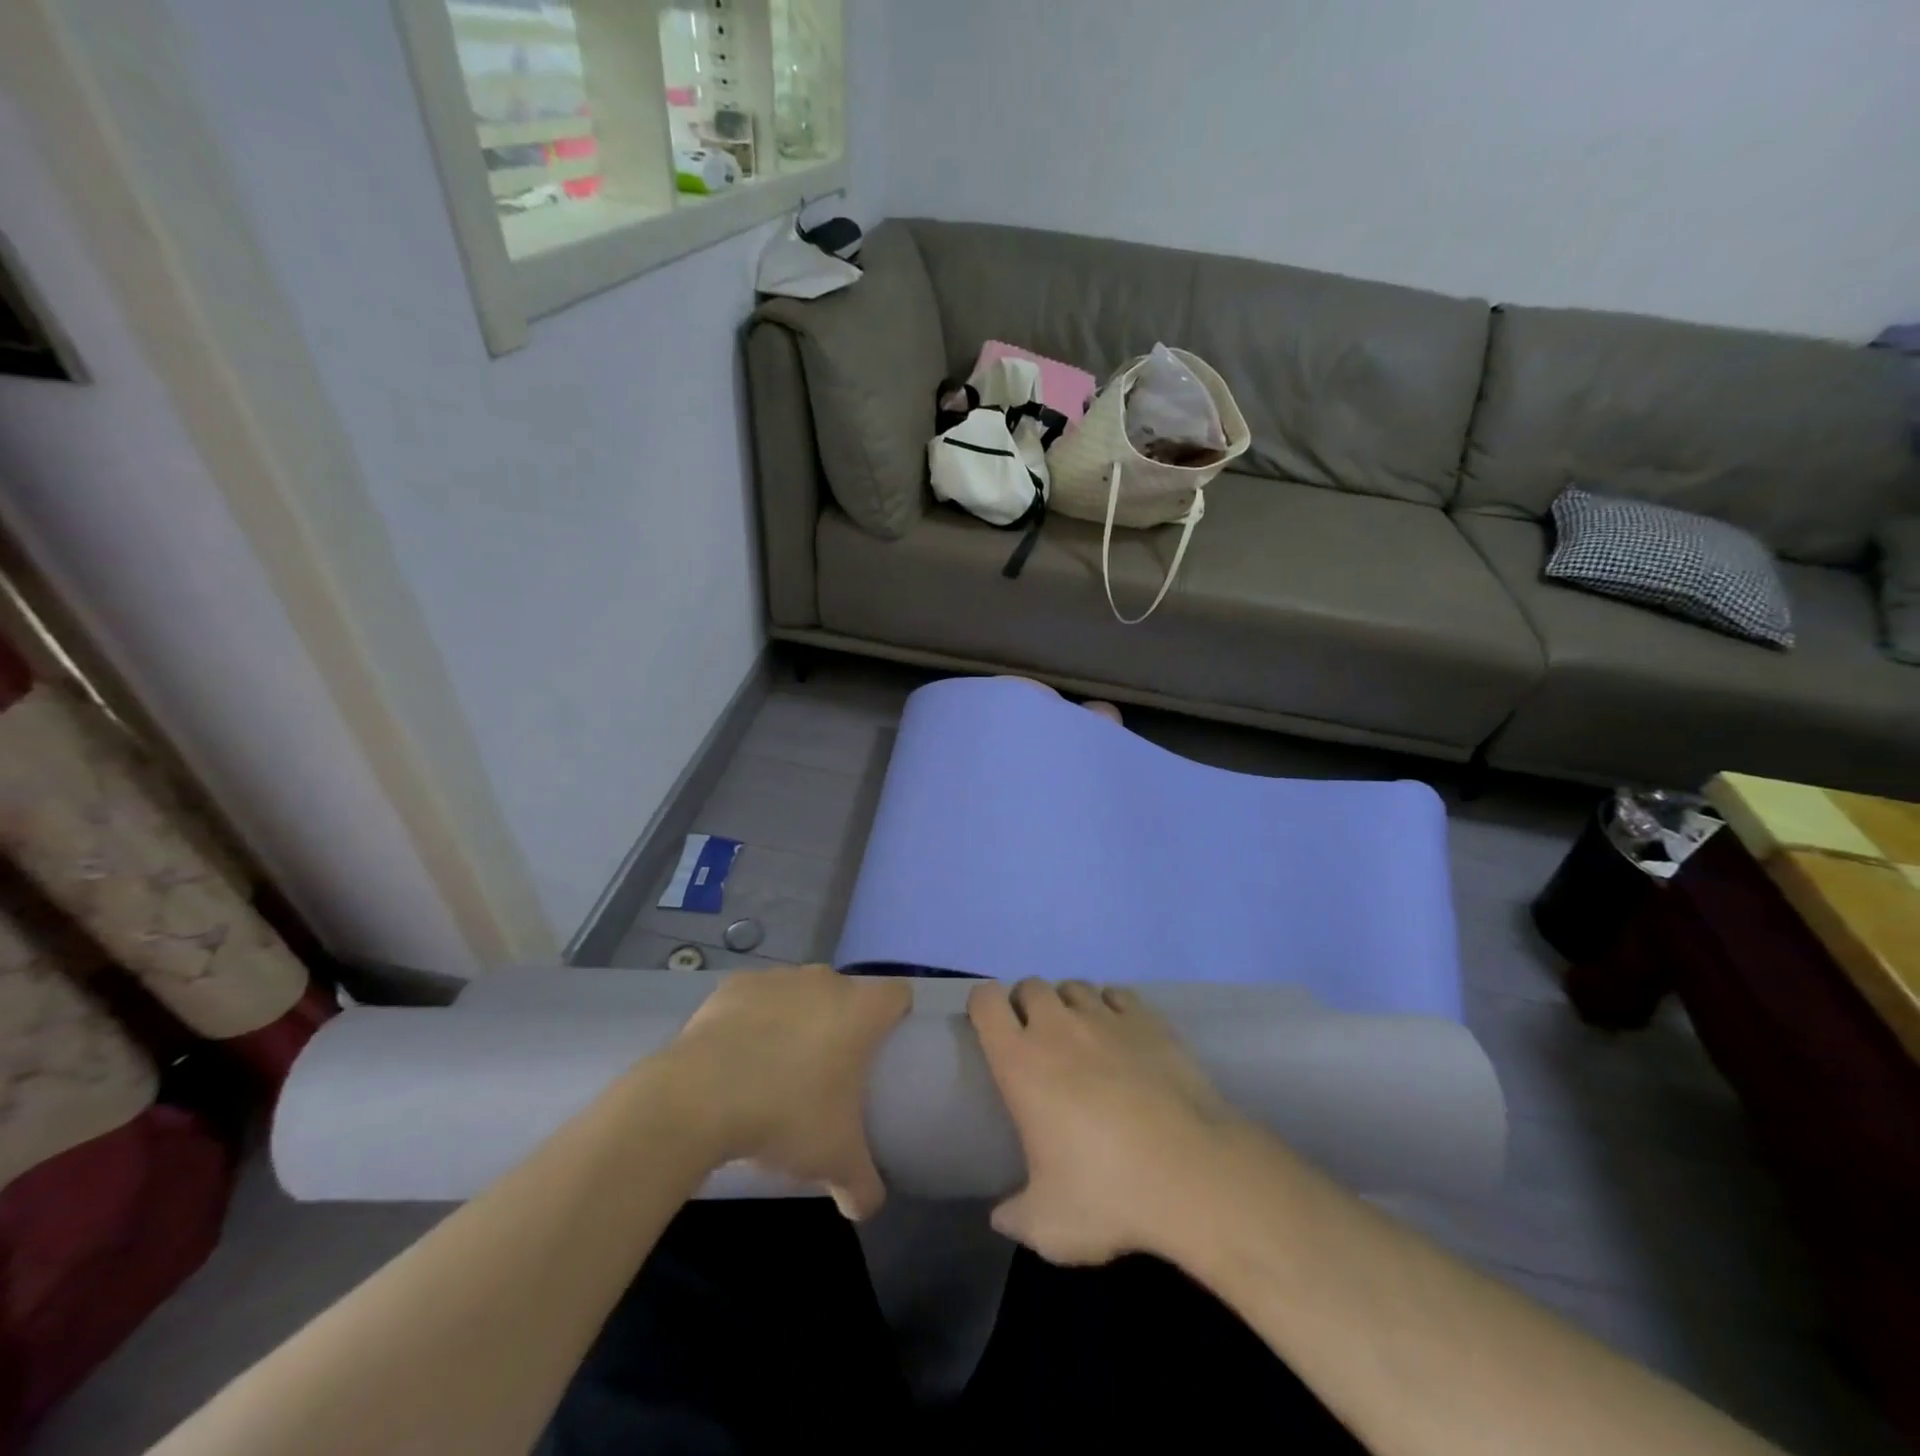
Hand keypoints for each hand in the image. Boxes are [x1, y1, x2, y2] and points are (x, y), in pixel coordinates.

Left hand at [662, 965, 909, 1219]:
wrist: (698, 1097)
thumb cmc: (785, 1116)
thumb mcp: (834, 1161)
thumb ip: (862, 1186)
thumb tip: (866, 1207)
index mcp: (861, 1011)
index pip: (898, 995)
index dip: (896, 1017)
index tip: (884, 1049)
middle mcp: (825, 981)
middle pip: (846, 993)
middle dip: (842, 1022)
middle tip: (829, 1069)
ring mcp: (778, 977)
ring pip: (801, 991)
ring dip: (798, 1017)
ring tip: (779, 1064)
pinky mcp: (735, 984)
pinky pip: (757, 997)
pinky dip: (754, 1018)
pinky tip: (739, 1055)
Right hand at [968, 978, 1246, 1264]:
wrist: (1192, 1173)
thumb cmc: (1108, 1194)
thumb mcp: (1048, 1225)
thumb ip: (1016, 1217)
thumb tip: (1001, 1217)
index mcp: (1021, 1062)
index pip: (987, 1002)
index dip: (983, 1005)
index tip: (990, 1027)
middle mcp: (1058, 1028)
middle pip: (1031, 985)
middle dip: (1028, 1004)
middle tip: (1037, 1040)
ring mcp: (1106, 1019)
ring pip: (1075, 986)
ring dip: (1069, 1004)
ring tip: (1080, 1037)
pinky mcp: (1149, 1021)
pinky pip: (1118, 994)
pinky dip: (1112, 1006)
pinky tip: (1121, 1035)